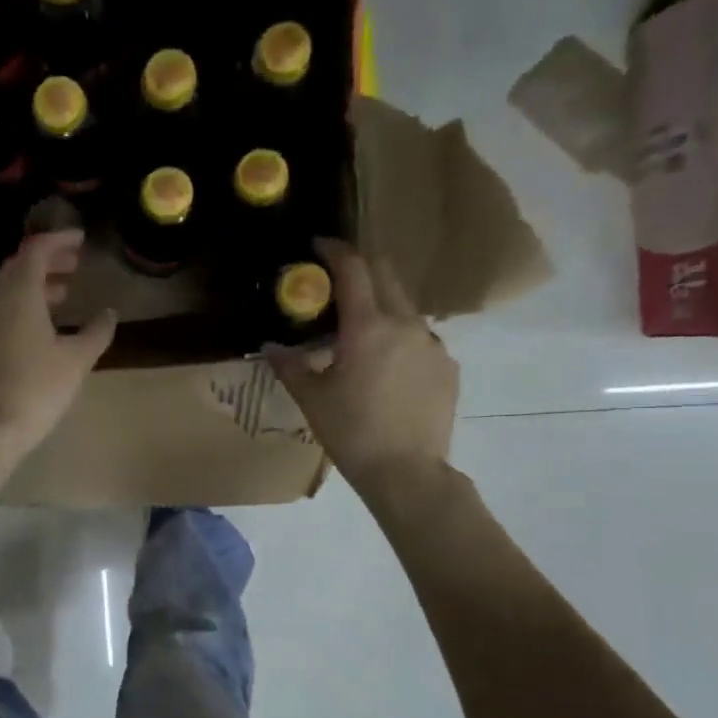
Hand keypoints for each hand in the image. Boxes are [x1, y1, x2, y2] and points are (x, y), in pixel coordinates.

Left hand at [0, 230, 115, 459]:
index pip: (35, 251)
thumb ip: (97, 332)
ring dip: (33, 286)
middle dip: (46, 261)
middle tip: (74, 265)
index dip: (58, 240)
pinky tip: (37, 328)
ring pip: (6, 292)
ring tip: (62, 295)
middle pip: (17, 268)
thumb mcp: (76, 360)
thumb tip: (110, 313)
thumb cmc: (37, 389)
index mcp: (19, 296)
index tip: (81, 240)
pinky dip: (20, 307)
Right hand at [267, 238, 458, 484]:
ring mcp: (432, 344)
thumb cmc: (352, 432)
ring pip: (405, 306)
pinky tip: (386, 366)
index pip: (353, 269)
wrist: (407, 472)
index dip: (335, 250)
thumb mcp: (312, 398)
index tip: (319, 244)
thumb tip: (270, 347)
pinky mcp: (447, 366)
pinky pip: (420, 338)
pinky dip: (399, 337)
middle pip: (387, 274)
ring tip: (360, 330)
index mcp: (368, 327)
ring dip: (381, 303)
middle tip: (338, 277)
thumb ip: (290, 365)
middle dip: (362, 266)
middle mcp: (405, 324)